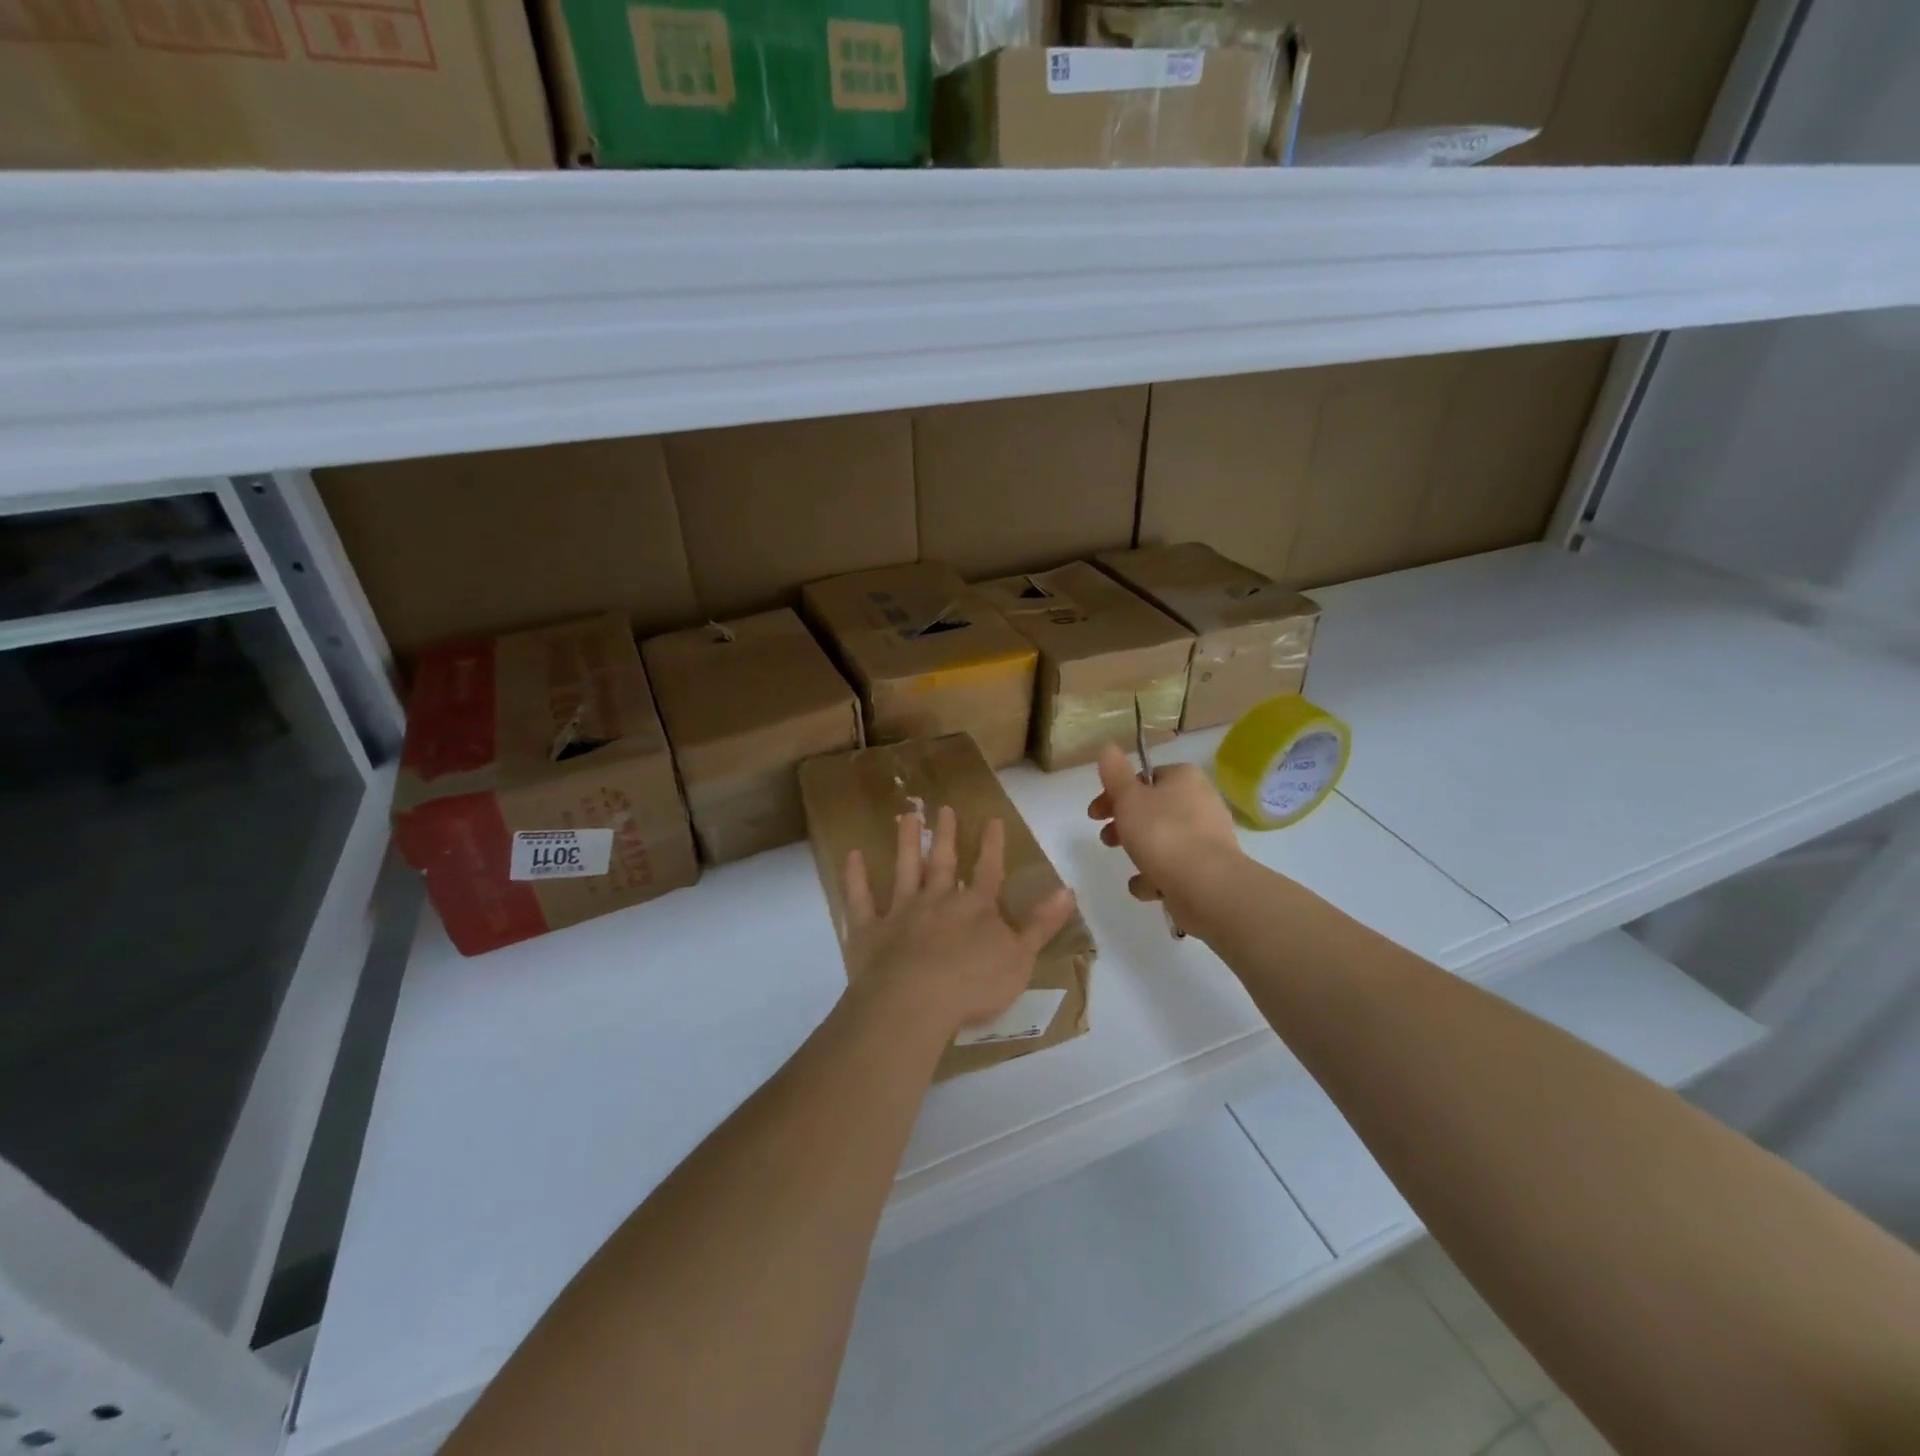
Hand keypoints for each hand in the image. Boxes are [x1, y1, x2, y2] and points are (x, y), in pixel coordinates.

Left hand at [843, 804, 1076, 1041]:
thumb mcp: (1020, 958)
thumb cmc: (973, 985)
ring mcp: (901, 912)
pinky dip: (856, 877)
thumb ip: (1040, 924)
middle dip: (945, 835)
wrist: (914, 1003)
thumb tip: (1067, 890)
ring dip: (906, 843)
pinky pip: (861, 898)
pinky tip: (853, 856)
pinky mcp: (869, 930)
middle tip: (942, 807)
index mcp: (976, 908)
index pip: (988, 870)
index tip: (992, 819)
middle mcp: (938, 901)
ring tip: (905, 817)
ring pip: (904, 870)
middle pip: (943, 862)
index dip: (991, 845)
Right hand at [1088, 744, 1242, 920]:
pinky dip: (1158, 876)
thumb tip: (1108, 748)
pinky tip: (1147, 888)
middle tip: (1106, 839)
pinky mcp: (1209, 869)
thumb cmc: (1162, 833)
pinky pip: (1175, 867)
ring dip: (1141, 852)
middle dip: (1125, 824)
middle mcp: (1201, 802)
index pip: (1145, 777)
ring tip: (1128, 865)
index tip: (1096, 814)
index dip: (1116, 793)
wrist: (1206, 885)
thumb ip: (1115, 774)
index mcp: (1184, 778)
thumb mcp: (1129, 798)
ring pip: (1163, 839)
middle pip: (1153, 809)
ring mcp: (1208, 837)